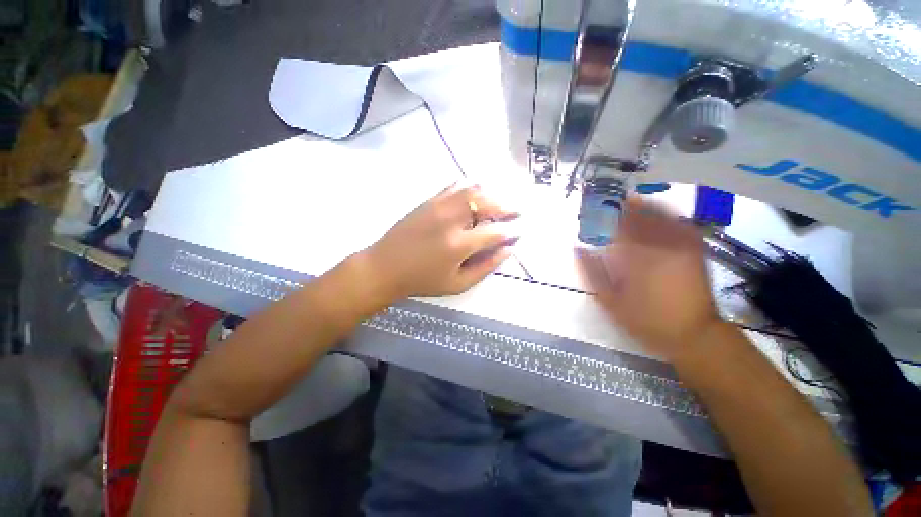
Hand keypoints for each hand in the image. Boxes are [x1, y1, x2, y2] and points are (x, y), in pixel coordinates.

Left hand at [363, 183, 517, 299]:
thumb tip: (508, 251)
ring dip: (490, 195)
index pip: (495, 233)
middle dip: (507, 207)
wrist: (385, 267)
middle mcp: (451, 220)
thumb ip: (485, 267)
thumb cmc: (422, 280)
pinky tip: (476, 193)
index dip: (511, 232)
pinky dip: (469, 187)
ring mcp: (438, 206)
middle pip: (487, 204)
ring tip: (498, 204)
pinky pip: (454, 186)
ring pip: (472, 190)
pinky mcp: (428, 201)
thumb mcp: (457, 284)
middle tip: (516, 212)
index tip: (518, 233)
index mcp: (458, 245)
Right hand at [576, 197, 720, 361]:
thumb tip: (577, 249)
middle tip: (615, 202)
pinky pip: (683, 225)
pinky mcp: (696, 252)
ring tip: (634, 203)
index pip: (619, 226)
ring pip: (663, 216)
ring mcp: (682, 247)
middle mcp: (660, 246)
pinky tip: (662, 216)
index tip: (599, 207)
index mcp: (636, 257)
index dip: (609, 213)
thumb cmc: (646, 320)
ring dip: (648, 207)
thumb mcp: (609, 301)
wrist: (693, 335)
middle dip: (628, 206)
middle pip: (642, 216)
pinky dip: (670, 217)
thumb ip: (592, 273)